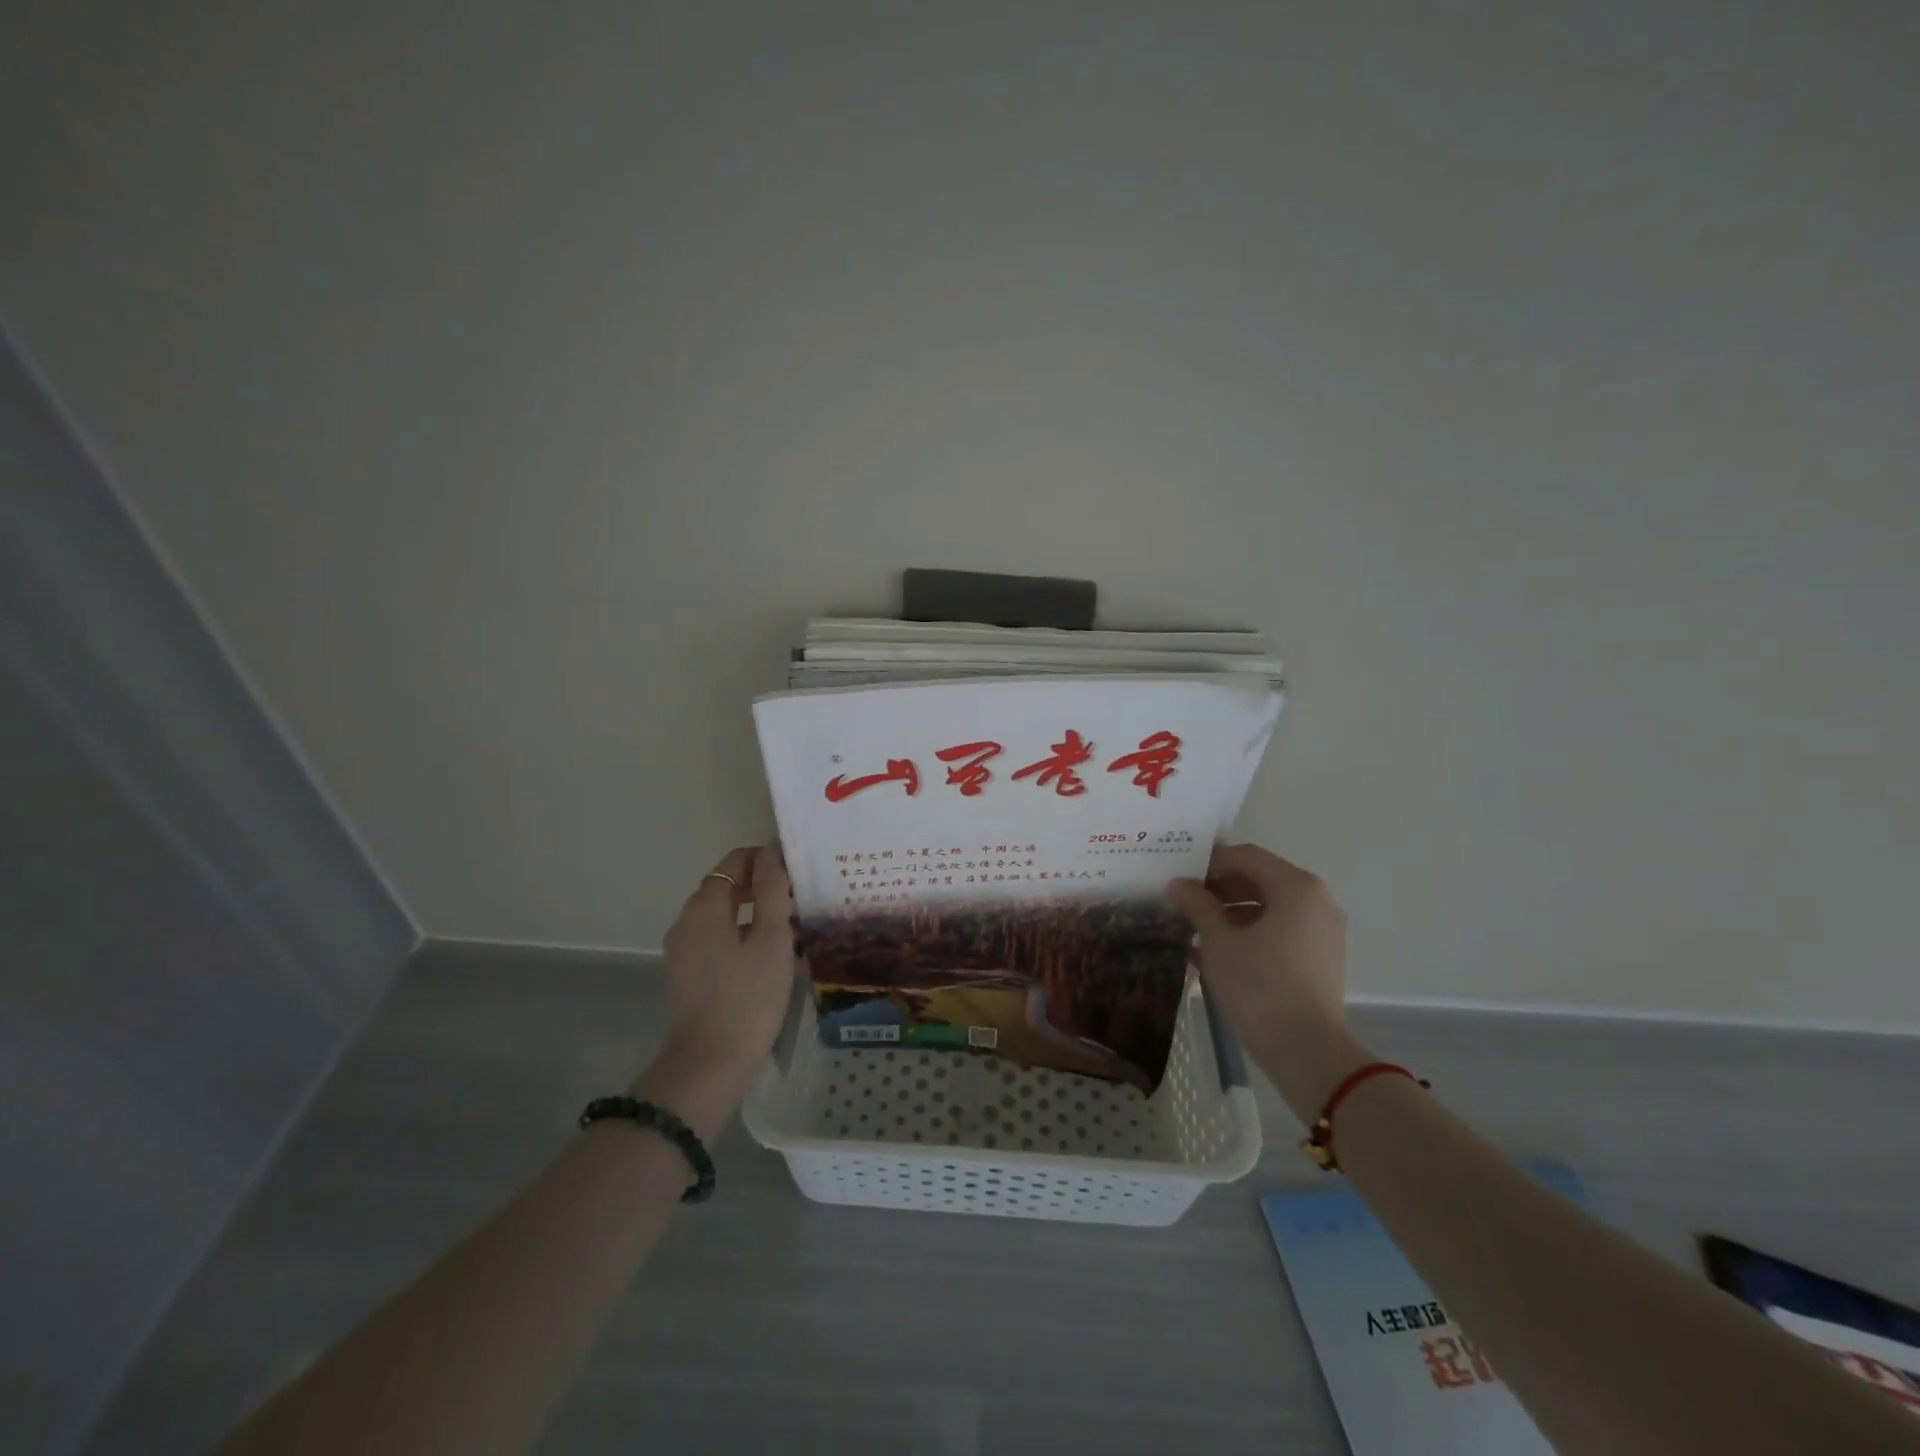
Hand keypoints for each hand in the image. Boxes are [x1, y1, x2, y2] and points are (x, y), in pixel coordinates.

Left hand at [657, 845, 797, 1073]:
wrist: (709, 1064)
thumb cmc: (748, 996)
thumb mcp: (771, 939)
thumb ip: (772, 891)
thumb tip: (770, 852)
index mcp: (704, 908)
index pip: (732, 863)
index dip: (764, 859)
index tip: (796, 869)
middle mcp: (686, 923)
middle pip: (725, 888)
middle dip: (761, 886)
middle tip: (799, 897)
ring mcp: (683, 951)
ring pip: (723, 916)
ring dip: (755, 913)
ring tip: (792, 926)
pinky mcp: (687, 976)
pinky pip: (717, 940)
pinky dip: (743, 936)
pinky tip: (770, 955)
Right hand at [1168, 843, 1364, 1118]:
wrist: (1307, 1052)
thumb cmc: (1260, 986)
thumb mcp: (1218, 941)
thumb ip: (1197, 905)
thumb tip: (1178, 885)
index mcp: (1296, 887)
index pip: (1246, 856)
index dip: (1208, 862)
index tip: (1178, 875)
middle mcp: (1316, 900)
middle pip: (1259, 879)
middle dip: (1218, 888)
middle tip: (1182, 901)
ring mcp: (1322, 930)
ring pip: (1268, 906)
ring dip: (1230, 911)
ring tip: (1194, 927)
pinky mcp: (1319, 957)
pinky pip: (1279, 930)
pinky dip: (1249, 931)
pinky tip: (1216, 950)